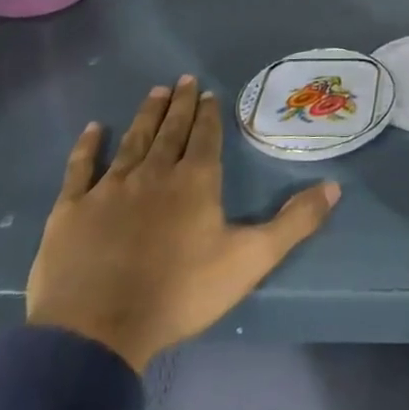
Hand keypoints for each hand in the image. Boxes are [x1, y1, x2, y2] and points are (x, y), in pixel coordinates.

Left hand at [26, 76, 340, 371]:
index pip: (205, 137)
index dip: (209, 114)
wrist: (97, 330)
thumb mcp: (251, 260)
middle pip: (170, 130)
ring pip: (133, 140)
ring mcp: (110, 188)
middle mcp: (154, 173)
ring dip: (146, 115)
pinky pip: (81, 168)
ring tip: (155, 91)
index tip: (209, 92)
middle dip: (180, 104)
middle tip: (183, 79)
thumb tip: (335, 187)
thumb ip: (294, 223)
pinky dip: (88, 146)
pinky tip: (93, 129)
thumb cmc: (180, 293)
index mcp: (195, 182)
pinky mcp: (72, 209)